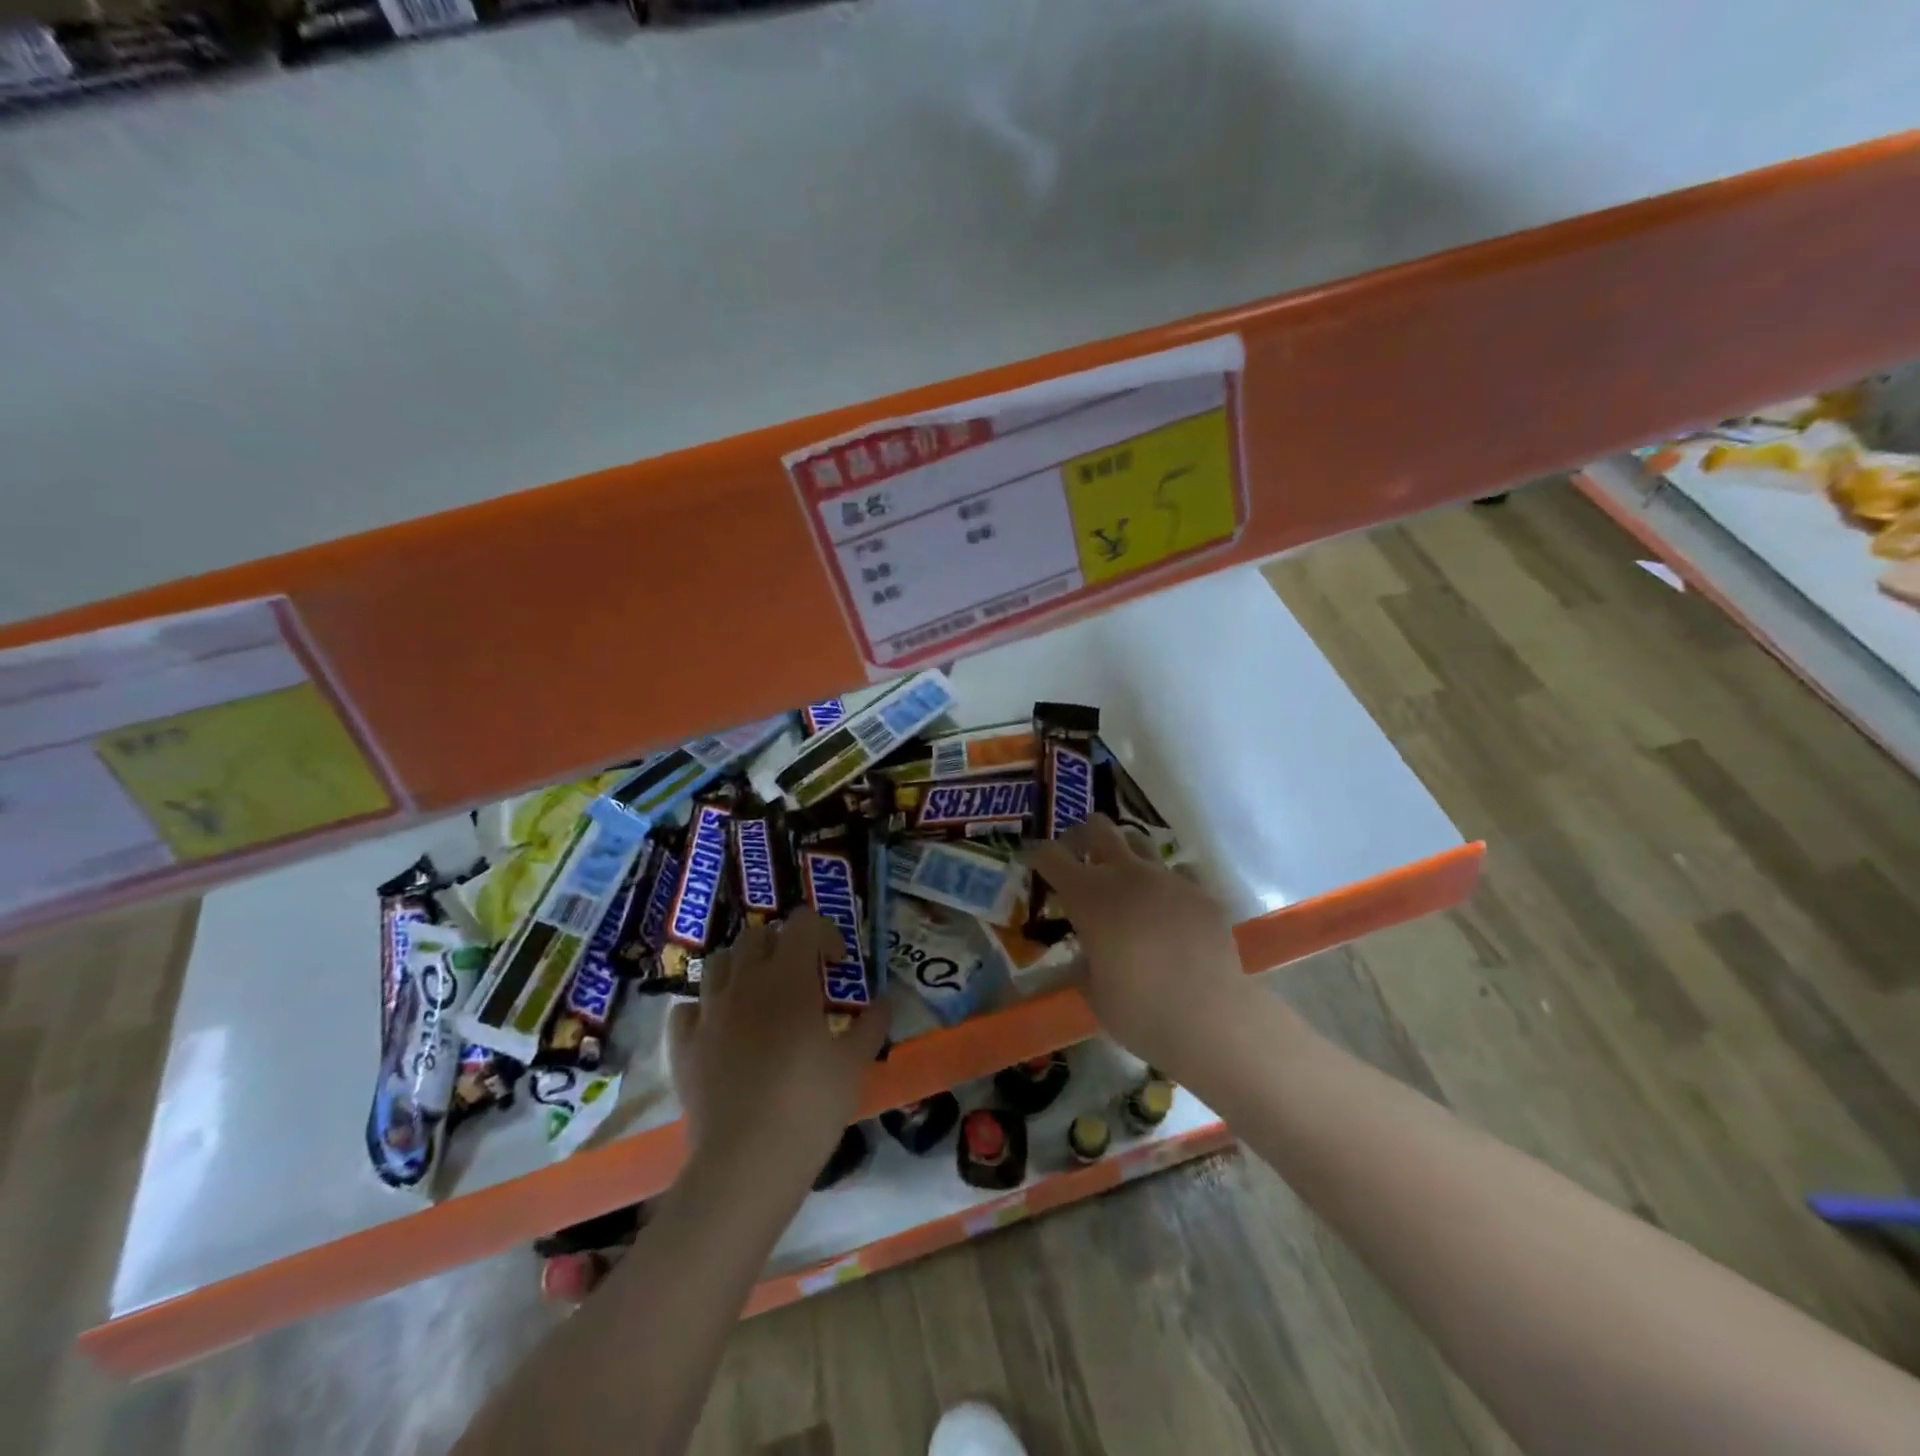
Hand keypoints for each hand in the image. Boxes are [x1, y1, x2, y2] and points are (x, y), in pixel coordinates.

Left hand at [666, 908, 889, 1183]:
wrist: (745, 1164)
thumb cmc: (809, 1105)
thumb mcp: (854, 1064)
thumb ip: (872, 1023)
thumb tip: (887, 999)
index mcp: (789, 977)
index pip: (803, 922)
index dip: (824, 933)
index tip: (837, 965)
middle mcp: (745, 982)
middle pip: (757, 935)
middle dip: (781, 945)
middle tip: (801, 978)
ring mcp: (709, 1012)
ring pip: (718, 963)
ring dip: (741, 969)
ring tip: (760, 998)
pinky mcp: (684, 1046)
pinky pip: (688, 1009)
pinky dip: (705, 1010)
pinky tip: (721, 1031)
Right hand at [1026, 814, 1258, 1074]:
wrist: (1211, 1020)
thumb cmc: (1139, 1012)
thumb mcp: (1092, 990)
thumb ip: (1084, 960)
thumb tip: (1088, 952)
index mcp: (1088, 896)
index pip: (1049, 855)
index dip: (1036, 855)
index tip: (1031, 862)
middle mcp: (1126, 875)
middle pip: (1098, 827)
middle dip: (1081, 836)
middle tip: (1078, 858)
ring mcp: (1168, 879)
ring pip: (1140, 841)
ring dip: (1125, 855)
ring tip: (1125, 884)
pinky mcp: (1201, 893)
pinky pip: (1178, 873)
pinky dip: (1165, 886)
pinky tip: (1168, 912)